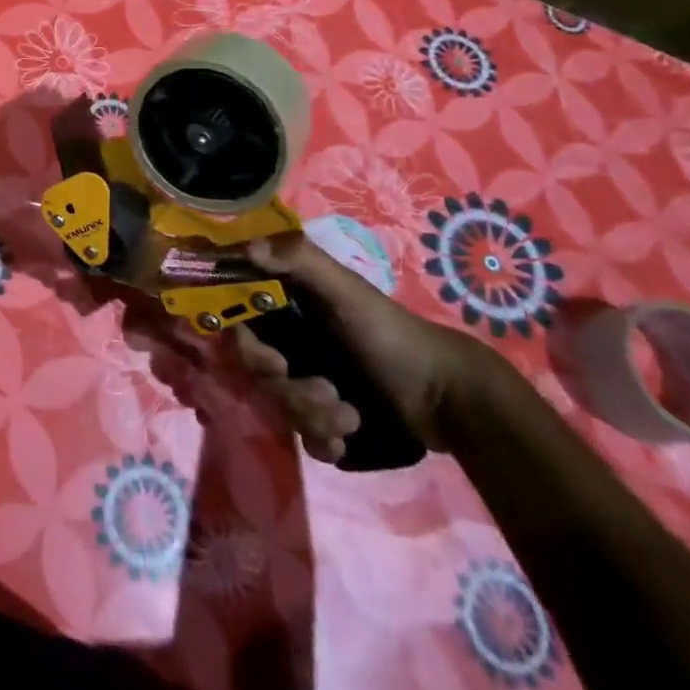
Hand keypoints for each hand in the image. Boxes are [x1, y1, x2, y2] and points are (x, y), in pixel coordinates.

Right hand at [235, 233, 513, 461]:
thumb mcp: (347, 292)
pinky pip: (304, 438)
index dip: (247, 347)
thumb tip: (247, 248)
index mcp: (287, 308)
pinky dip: (325, 441)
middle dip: (290, 391)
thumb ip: (299, 260)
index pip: (240, 325)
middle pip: (258, 374)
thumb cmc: (392, 335)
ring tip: (351, 417)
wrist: (449, 398)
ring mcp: (308, 383)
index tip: (274, 361)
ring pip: (281, 408)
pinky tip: (350, 437)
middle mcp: (291, 342)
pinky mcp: (328, 420)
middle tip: (328, 393)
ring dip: (314, 417)